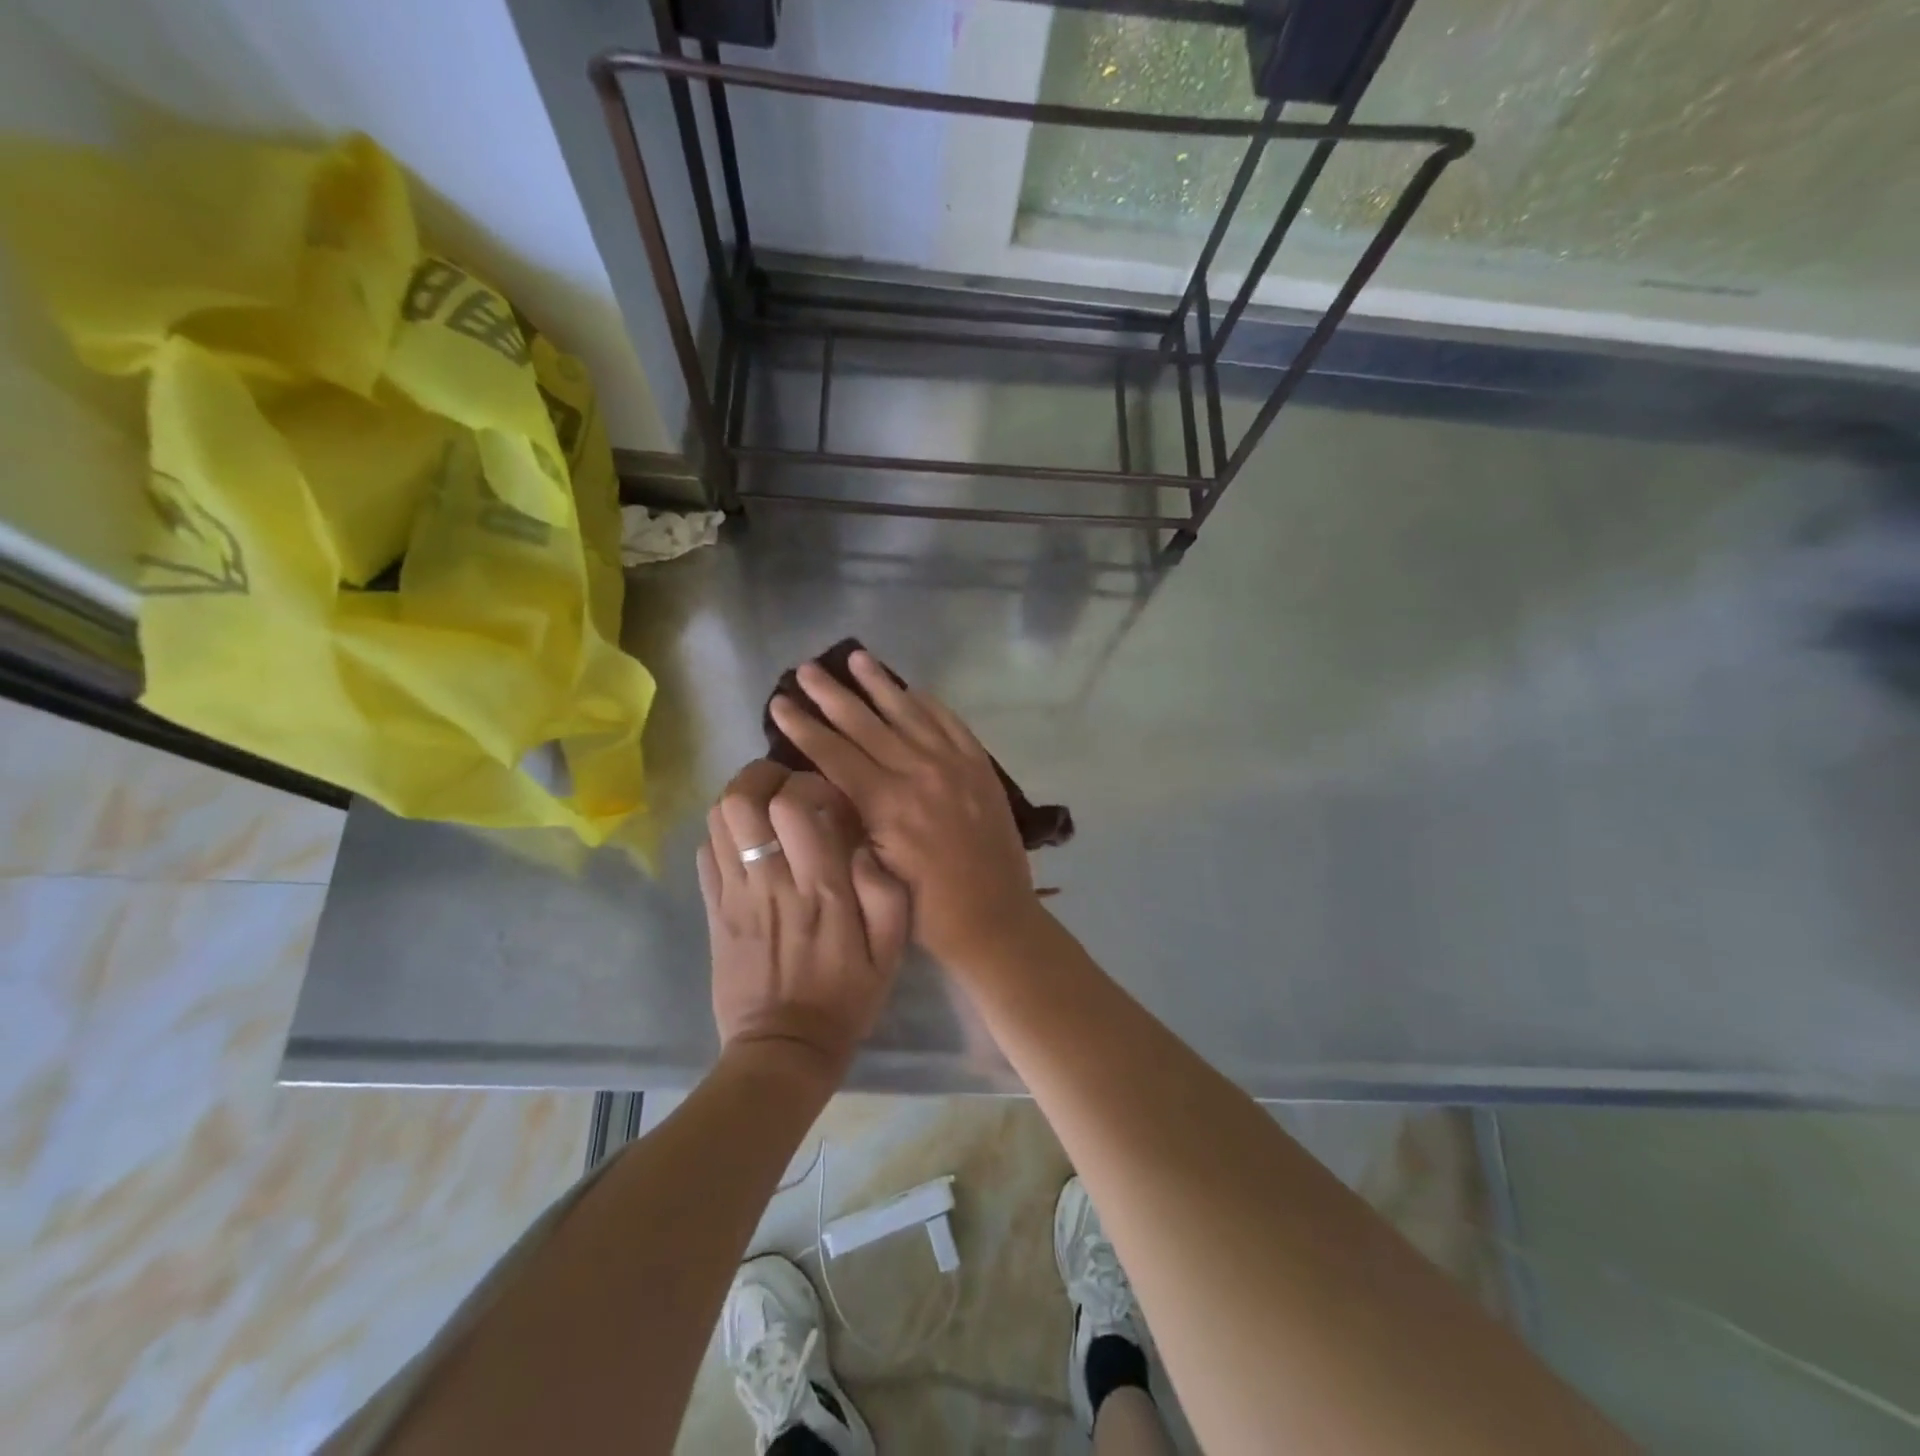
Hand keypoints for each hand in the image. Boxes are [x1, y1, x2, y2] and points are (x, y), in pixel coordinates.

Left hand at [697, 760, 910, 1077]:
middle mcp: (770, 881)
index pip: (795, 804)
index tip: (830, 801)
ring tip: (767, 809)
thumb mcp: (890, 950)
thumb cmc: (845, 997)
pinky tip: (747, 845)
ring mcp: (734, 895)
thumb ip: (885, 890)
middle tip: (787, 786)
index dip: (811, 785)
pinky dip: (723, 834)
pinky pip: (704, 853)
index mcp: (819, 887)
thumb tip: (861, 845)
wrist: (785, 1050)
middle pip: (741, 799)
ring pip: (717, 820)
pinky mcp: (714, 911)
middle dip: (763, 776)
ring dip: (741, 800)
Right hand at [768, 650, 1037, 965]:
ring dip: (879, 684)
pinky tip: (912, 689)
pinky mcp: (980, 767)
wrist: (994, 917)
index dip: (802, 726)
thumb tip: (826, 782)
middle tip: (806, 669)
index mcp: (887, 803)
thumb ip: (850, 820)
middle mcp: (918, 772)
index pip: (833, 752)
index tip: (779, 702)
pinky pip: (950, 723)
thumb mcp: (873, 870)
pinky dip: (929, 704)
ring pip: (909, 712)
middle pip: (865, 723)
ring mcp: (954, 765)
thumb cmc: (925, 908)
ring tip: (856, 657)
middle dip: (831, 694)